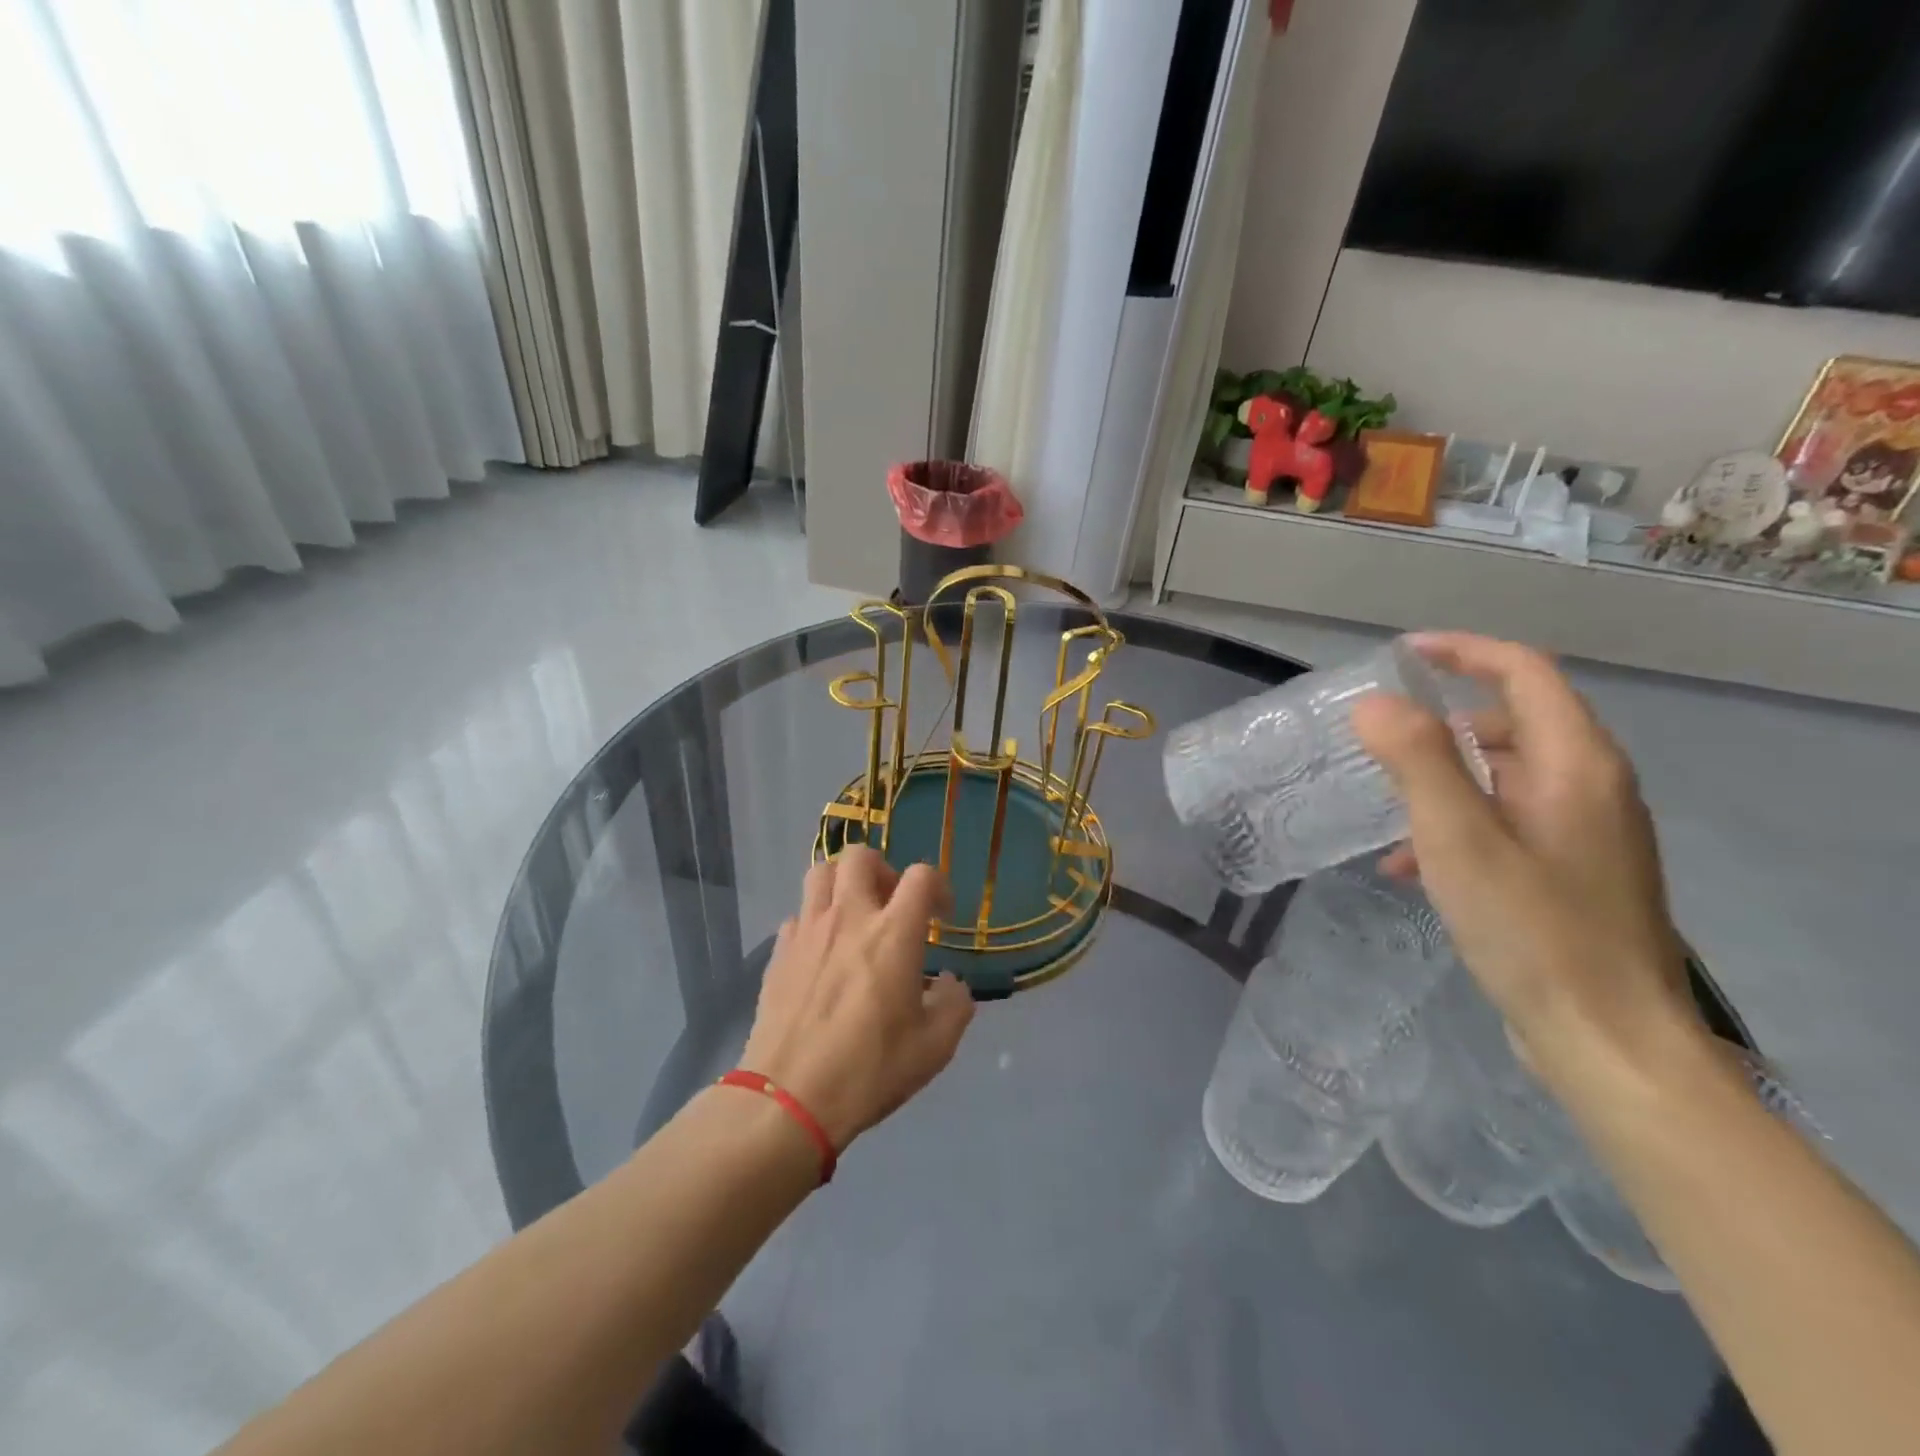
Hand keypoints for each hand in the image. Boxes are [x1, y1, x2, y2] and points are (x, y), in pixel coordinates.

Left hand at [738, 847, 974, 1150]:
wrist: (789, 1099)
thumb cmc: (869, 1070)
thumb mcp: (934, 1048)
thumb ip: (954, 1005)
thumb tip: (950, 984)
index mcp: (893, 933)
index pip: (921, 876)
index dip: (938, 886)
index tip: (941, 916)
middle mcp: (849, 917)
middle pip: (860, 856)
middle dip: (883, 870)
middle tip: (892, 905)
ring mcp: (808, 931)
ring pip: (820, 873)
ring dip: (842, 884)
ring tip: (855, 917)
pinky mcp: (779, 952)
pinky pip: (798, 915)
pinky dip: (815, 921)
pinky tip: (822, 954)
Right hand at [1352, 633, 1697, 1076]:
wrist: (1607, 1041)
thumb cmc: (1532, 930)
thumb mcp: (1459, 839)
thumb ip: (1418, 761)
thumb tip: (1375, 703)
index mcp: (1576, 765)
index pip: (1524, 672)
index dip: (1464, 652)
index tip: (1402, 655)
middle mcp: (1591, 787)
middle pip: (1514, 722)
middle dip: (1442, 724)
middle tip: (1380, 740)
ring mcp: (1584, 833)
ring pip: (1504, 776)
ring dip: (1442, 779)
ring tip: (1385, 808)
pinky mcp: (1570, 872)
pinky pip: (1506, 821)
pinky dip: (1457, 824)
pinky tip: (1409, 867)